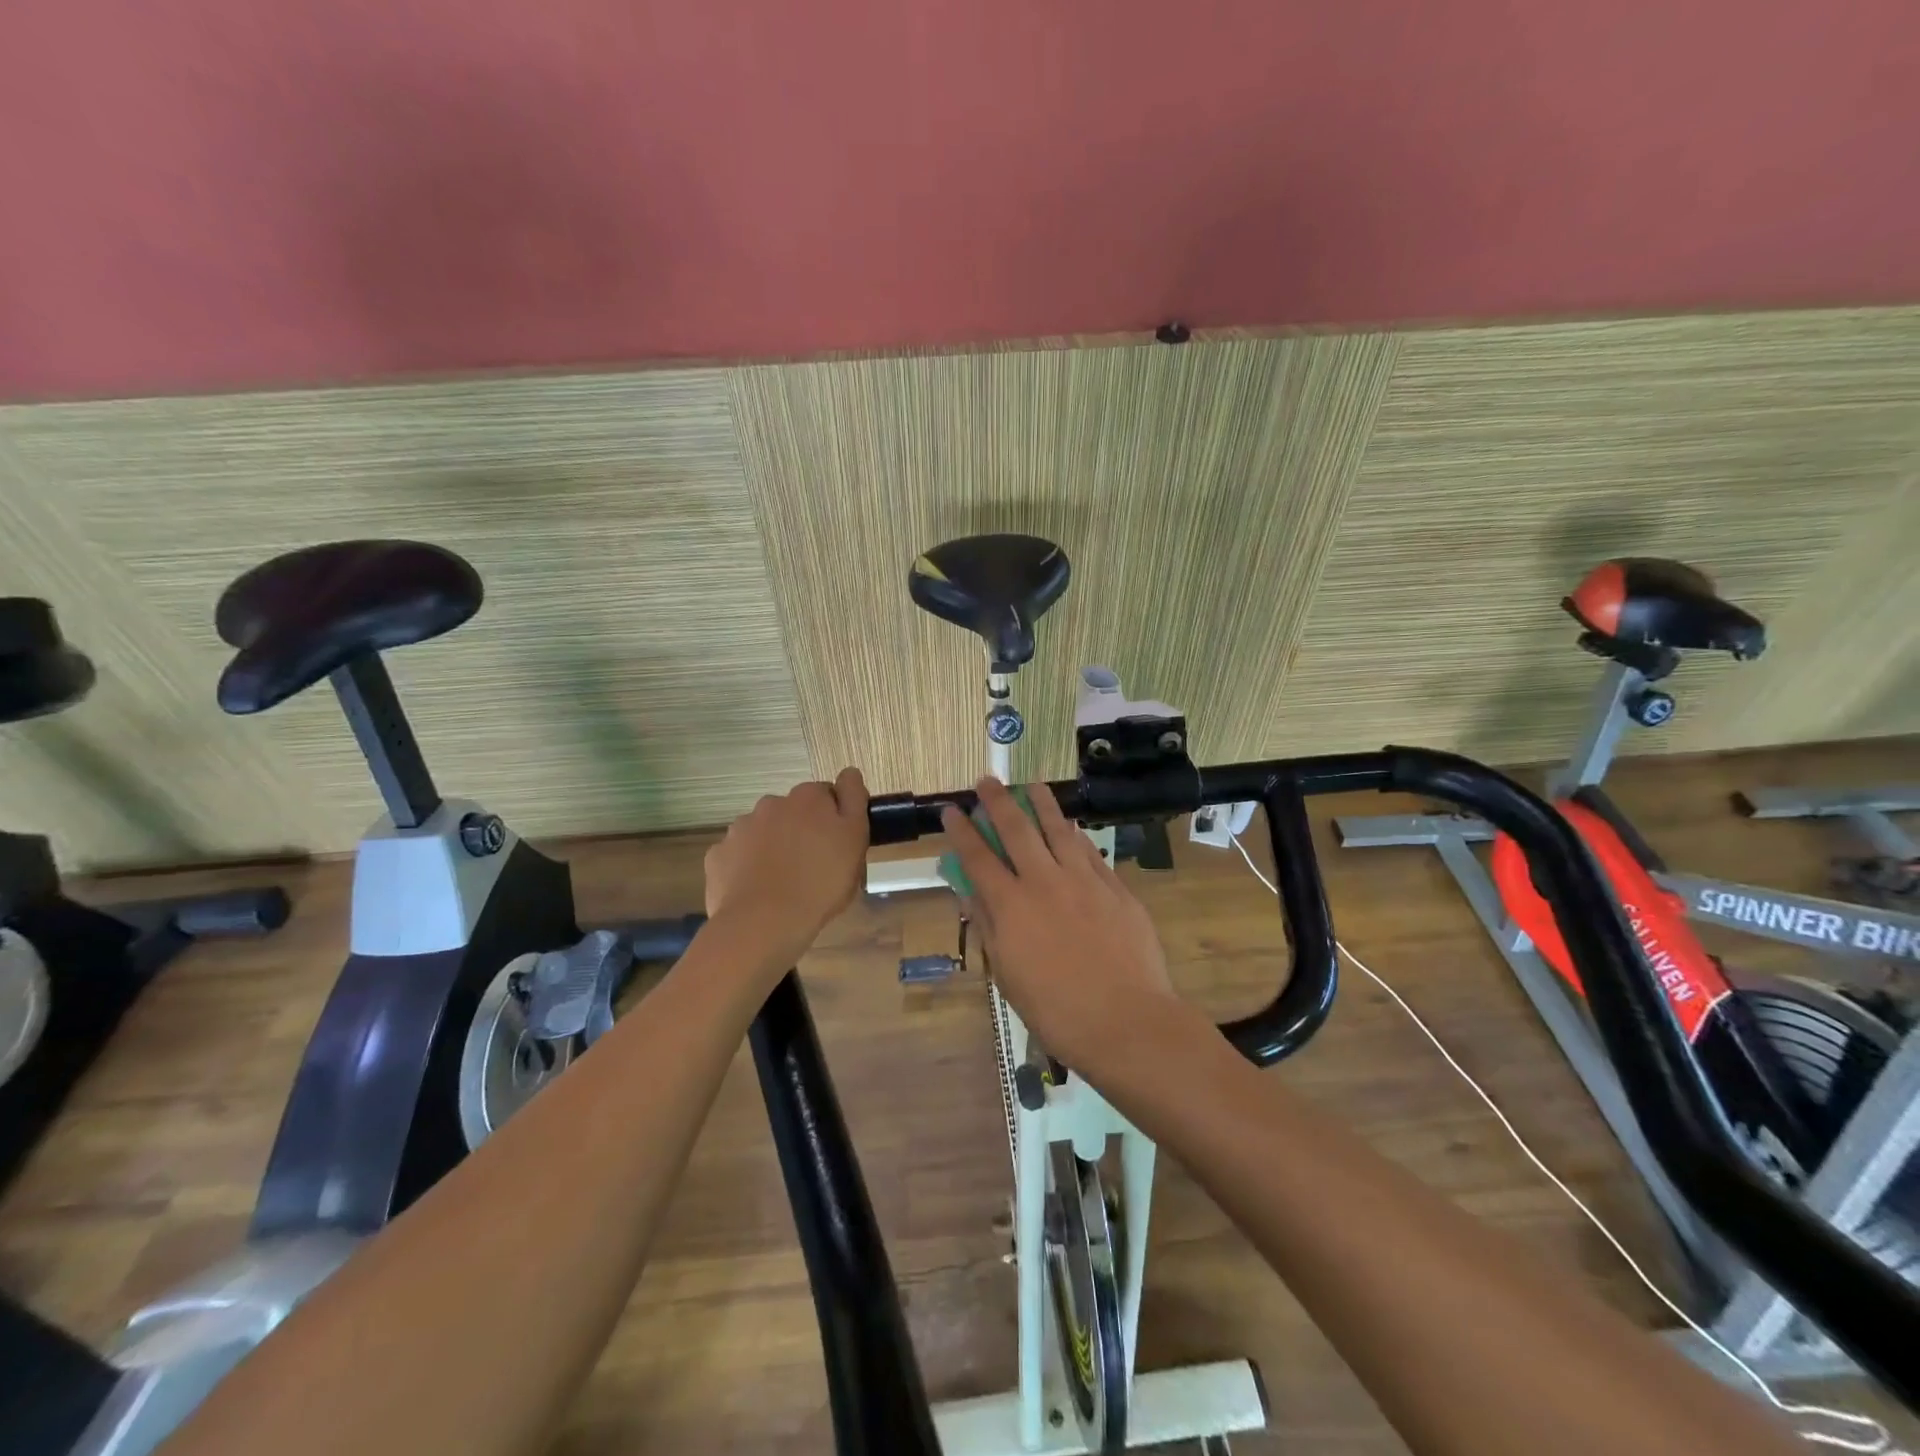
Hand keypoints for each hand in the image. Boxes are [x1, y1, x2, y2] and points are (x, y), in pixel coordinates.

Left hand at [706, 768, 869, 964]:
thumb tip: (849, 773)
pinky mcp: (718, 856)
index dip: (835, 817)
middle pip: (792, 812)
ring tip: (784, 882)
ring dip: (774, 847)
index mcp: (807, 798)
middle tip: (815, 866)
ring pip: (763, 832)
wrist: (763, 923)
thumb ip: (854, 800)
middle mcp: (771, 804)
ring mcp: (739, 829)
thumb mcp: (855, 839)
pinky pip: (738, 856)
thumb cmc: (820, 882)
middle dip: (802, 831)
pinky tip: (758, 890)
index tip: (838, 844)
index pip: (827, 795)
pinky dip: (748, 867)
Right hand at [941, 778, 1182, 1074]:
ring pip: (1058, 830)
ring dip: (1042, 804)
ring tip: (1032, 785)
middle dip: (998, 802)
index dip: (962, 831)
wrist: (1126, 1020)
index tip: (950, 809)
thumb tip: (967, 890)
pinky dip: (1076, 836)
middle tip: (986, 781)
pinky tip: (1072, 826)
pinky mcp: (1115, 888)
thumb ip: (988, 925)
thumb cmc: (1056, 1010)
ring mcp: (1084, 881)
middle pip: (1016, 830)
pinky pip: (1090, 852)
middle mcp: (1045, 882)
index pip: (978, 858)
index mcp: (1012, 906)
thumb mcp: (1008, 974)